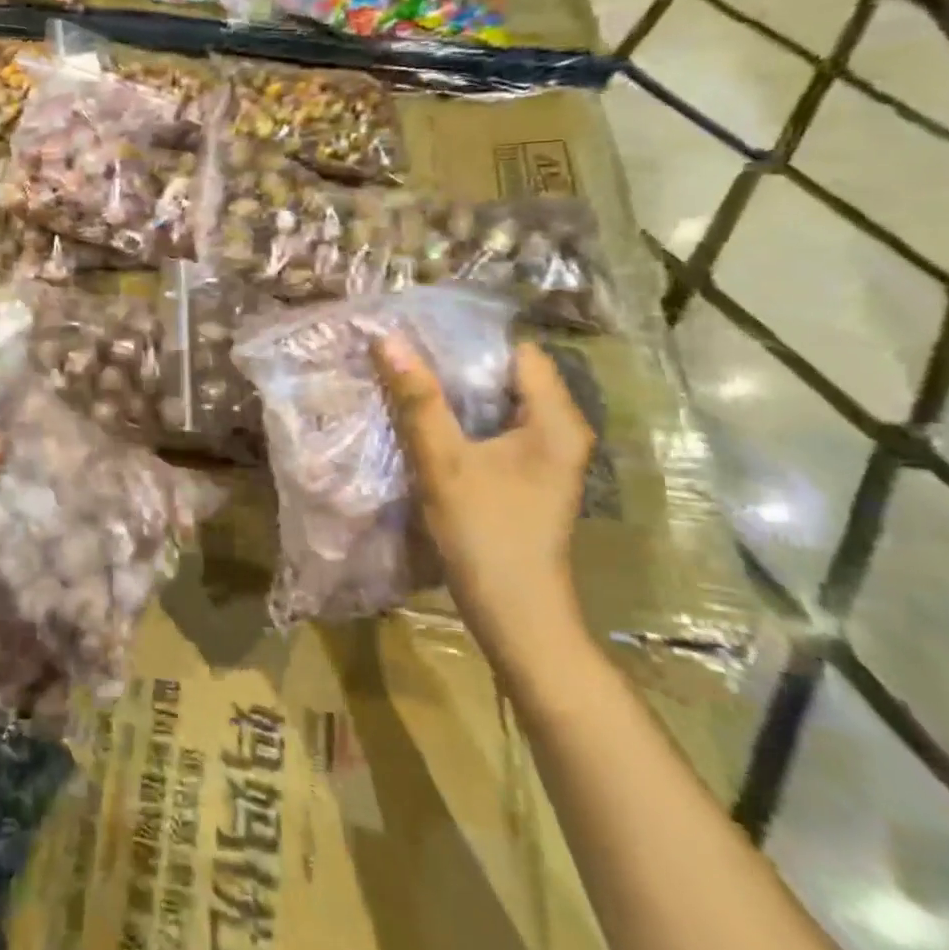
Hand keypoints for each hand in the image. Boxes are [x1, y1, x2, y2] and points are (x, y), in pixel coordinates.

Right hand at [372, 336, 593, 656]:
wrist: (518, 619)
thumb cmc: (487, 536)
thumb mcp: (444, 463)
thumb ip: (418, 400)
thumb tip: (388, 339)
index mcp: (556, 420)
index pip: (516, 351)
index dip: (469, 338)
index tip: (418, 330)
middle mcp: (560, 430)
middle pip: (506, 375)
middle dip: (455, 362)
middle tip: (402, 350)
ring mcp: (547, 456)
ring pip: (497, 403)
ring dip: (455, 392)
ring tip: (406, 376)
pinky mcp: (529, 476)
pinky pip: (495, 428)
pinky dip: (463, 419)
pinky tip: (425, 419)